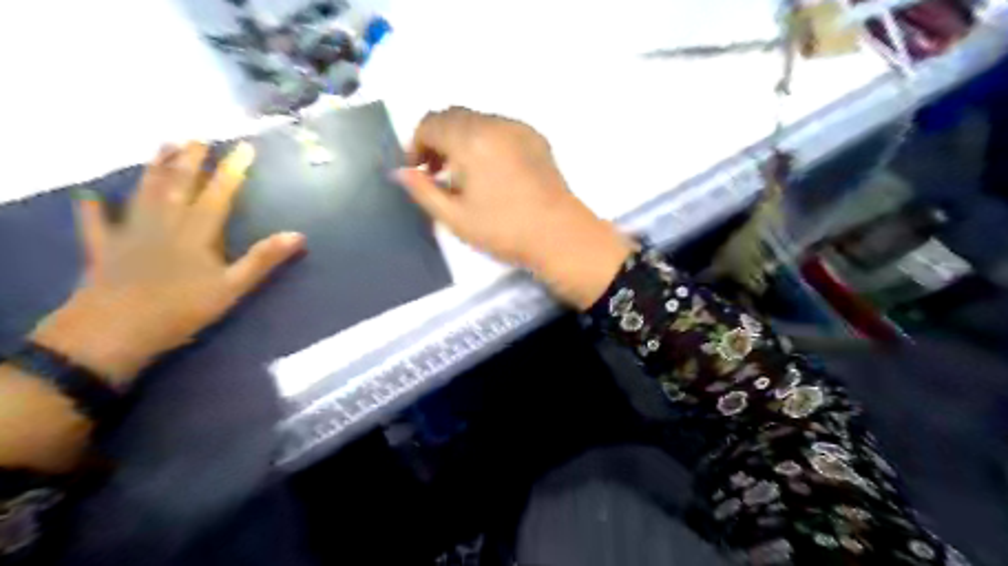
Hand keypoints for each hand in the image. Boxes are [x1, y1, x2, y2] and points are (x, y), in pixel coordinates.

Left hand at [33, 140, 304, 383]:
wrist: (115, 331)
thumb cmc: (182, 309)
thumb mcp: (233, 287)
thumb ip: (263, 259)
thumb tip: (298, 235)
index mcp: (197, 232)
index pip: (219, 194)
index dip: (233, 170)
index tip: (244, 147)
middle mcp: (164, 223)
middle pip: (178, 185)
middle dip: (191, 160)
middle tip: (198, 138)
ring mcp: (130, 233)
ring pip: (144, 193)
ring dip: (154, 169)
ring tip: (162, 146)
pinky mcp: (103, 249)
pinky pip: (96, 224)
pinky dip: (93, 210)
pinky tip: (89, 197)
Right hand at [395, 107, 627, 309]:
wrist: (559, 235)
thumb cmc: (503, 230)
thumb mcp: (455, 217)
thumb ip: (422, 191)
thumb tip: (400, 172)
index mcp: (470, 139)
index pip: (430, 123)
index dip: (416, 145)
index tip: (418, 171)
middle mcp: (494, 123)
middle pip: (453, 116)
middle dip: (437, 139)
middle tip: (437, 173)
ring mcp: (518, 128)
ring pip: (477, 120)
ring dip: (461, 138)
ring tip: (464, 174)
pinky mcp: (535, 138)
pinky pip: (500, 127)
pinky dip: (485, 140)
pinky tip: (491, 170)